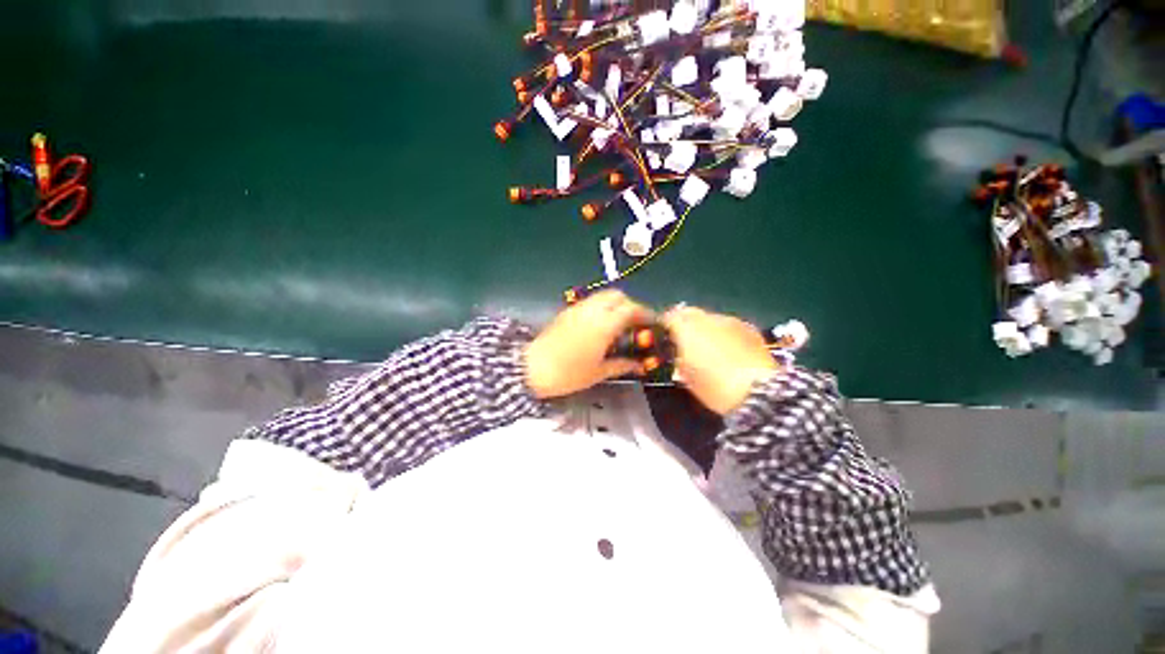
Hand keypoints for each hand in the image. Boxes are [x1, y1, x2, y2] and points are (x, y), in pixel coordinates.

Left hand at [525, 290, 653, 398]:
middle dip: (630, 305)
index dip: (644, 313)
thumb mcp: (599, 372)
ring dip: (615, 304)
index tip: (651, 322)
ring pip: (602, 296)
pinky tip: (600, 326)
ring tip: (618, 324)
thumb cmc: (568, 373)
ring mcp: (578, 308)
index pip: (631, 309)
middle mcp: (592, 311)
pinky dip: (601, 307)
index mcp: (604, 324)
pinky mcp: (567, 311)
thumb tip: (638, 365)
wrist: (533, 368)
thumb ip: (622, 365)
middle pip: (617, 295)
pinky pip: (590, 302)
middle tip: (634, 322)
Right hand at [662, 306, 777, 414]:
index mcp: (686, 329)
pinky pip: (728, 325)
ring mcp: (730, 321)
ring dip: (705, 328)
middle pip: (689, 312)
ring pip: (710, 318)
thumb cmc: (713, 386)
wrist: (757, 392)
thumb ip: (677, 359)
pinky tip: (728, 349)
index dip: (665, 326)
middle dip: (685, 323)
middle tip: (684, 342)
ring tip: (708, 347)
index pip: (669, 317)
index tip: (665, 338)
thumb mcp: (685, 376)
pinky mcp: (749, 328)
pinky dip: (723, 333)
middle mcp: (707, 318)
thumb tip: (677, 352)